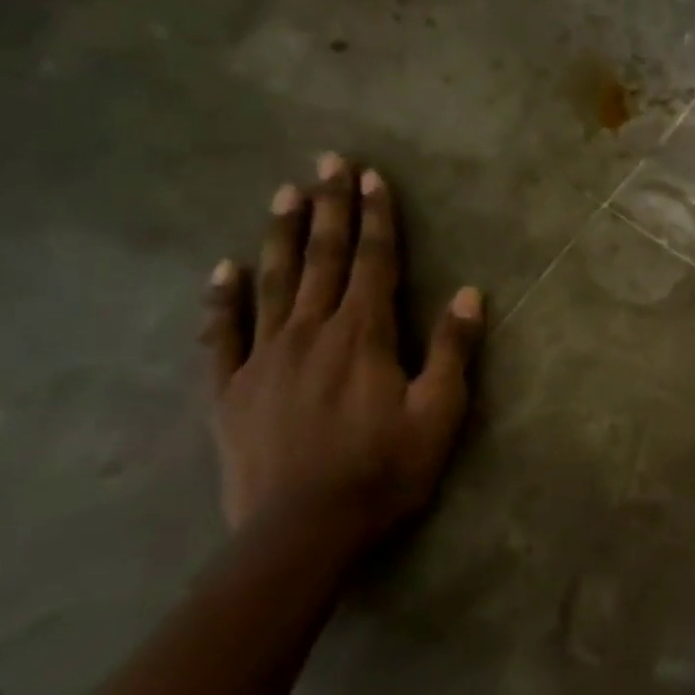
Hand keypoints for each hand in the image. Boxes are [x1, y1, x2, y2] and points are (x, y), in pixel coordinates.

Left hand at [201, 153, 483, 550]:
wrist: (301, 533)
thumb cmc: (383, 471)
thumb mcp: (439, 413)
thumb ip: (452, 350)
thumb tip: (471, 293)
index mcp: (365, 335)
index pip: (373, 261)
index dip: (376, 216)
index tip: (373, 176)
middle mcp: (312, 332)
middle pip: (324, 258)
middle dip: (330, 207)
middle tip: (327, 161)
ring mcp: (265, 358)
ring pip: (276, 282)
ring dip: (283, 235)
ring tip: (284, 193)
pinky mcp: (232, 390)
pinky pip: (224, 335)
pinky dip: (223, 300)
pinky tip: (225, 270)